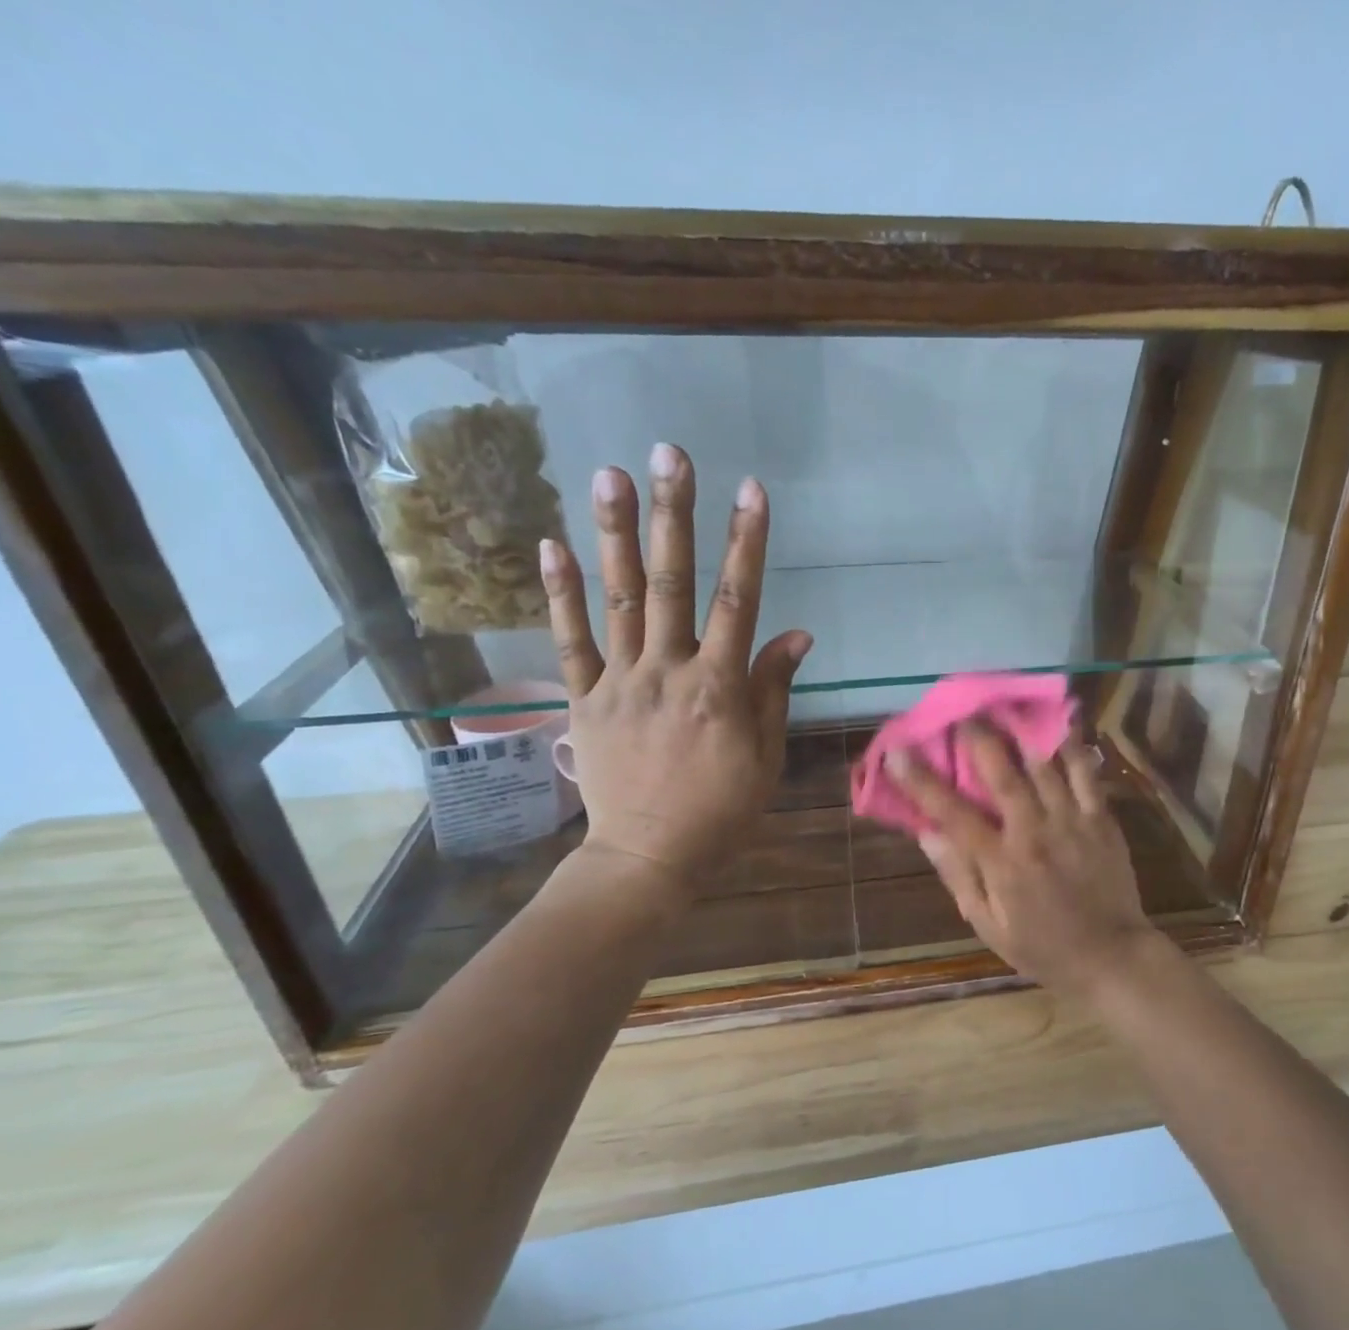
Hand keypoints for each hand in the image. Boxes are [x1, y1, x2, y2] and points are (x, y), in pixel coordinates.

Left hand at [539, 442, 811, 895]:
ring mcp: (620, 682)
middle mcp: (668, 672)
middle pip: (671, 583)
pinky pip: (570, 641)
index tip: (750, 490)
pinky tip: (553, 544)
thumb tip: (796, 633)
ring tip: (610, 474)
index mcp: (719, 688)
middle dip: (673, 515)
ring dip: (615, 534)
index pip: (738, 601)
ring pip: (617, 599)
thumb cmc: (721, 810)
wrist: (649, 856)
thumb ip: (773, 690)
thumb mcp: (765, 756)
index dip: (746, 542)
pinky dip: (561, 594)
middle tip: (669, 454)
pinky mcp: (585, 700)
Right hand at [889, 724, 1162, 996]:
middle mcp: (1034, 833)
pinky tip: (1063, 721)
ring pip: (1045, 766)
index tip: (897, 751)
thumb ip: (958, 875)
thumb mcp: (988, 925)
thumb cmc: (1042, 947)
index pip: (952, 813)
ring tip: (1006, 704)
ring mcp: (1072, 822)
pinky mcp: (1101, 819)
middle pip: (1003, 775)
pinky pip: (1087, 774)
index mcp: (1001, 862)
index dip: (921, 780)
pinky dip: (1074, 745)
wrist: (1111, 957)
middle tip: (962, 711)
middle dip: (979, 737)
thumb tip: (927, 832)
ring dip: (1022, 731)